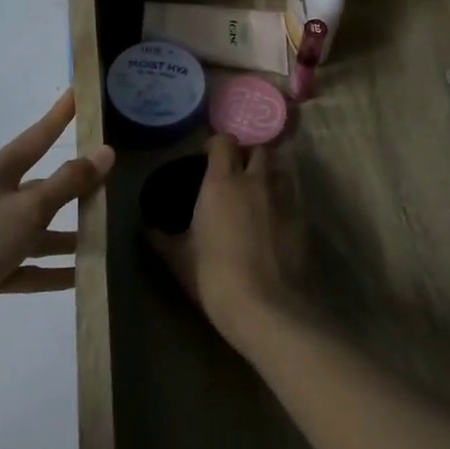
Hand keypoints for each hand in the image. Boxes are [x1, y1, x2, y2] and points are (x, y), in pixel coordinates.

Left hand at [0, 90, 113, 341]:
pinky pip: (27, 268)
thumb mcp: (30, 208)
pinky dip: (51, 272)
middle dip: (72, 191)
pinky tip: (81, 278)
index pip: (34, 139)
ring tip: (102, 240)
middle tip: (107, 187)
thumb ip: (69, 182)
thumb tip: (105, 152)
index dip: (57, 118)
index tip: (77, 95)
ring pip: (35, 232)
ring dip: (65, 238)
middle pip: (39, 190)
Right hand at [146, 134, 300, 342]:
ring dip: (269, 173)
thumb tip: (147, 230)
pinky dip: (284, 199)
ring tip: (258, 190)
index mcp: (222, 183)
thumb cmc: (213, 276)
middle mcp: (255, 181)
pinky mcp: (303, 219)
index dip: (216, 145)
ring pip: (280, 169)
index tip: (206, 158)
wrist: (265, 307)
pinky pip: (293, 197)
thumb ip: (161, 239)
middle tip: (235, 172)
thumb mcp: (178, 259)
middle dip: (247, 155)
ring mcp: (284, 199)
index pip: (224, 142)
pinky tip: (274, 218)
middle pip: (258, 149)